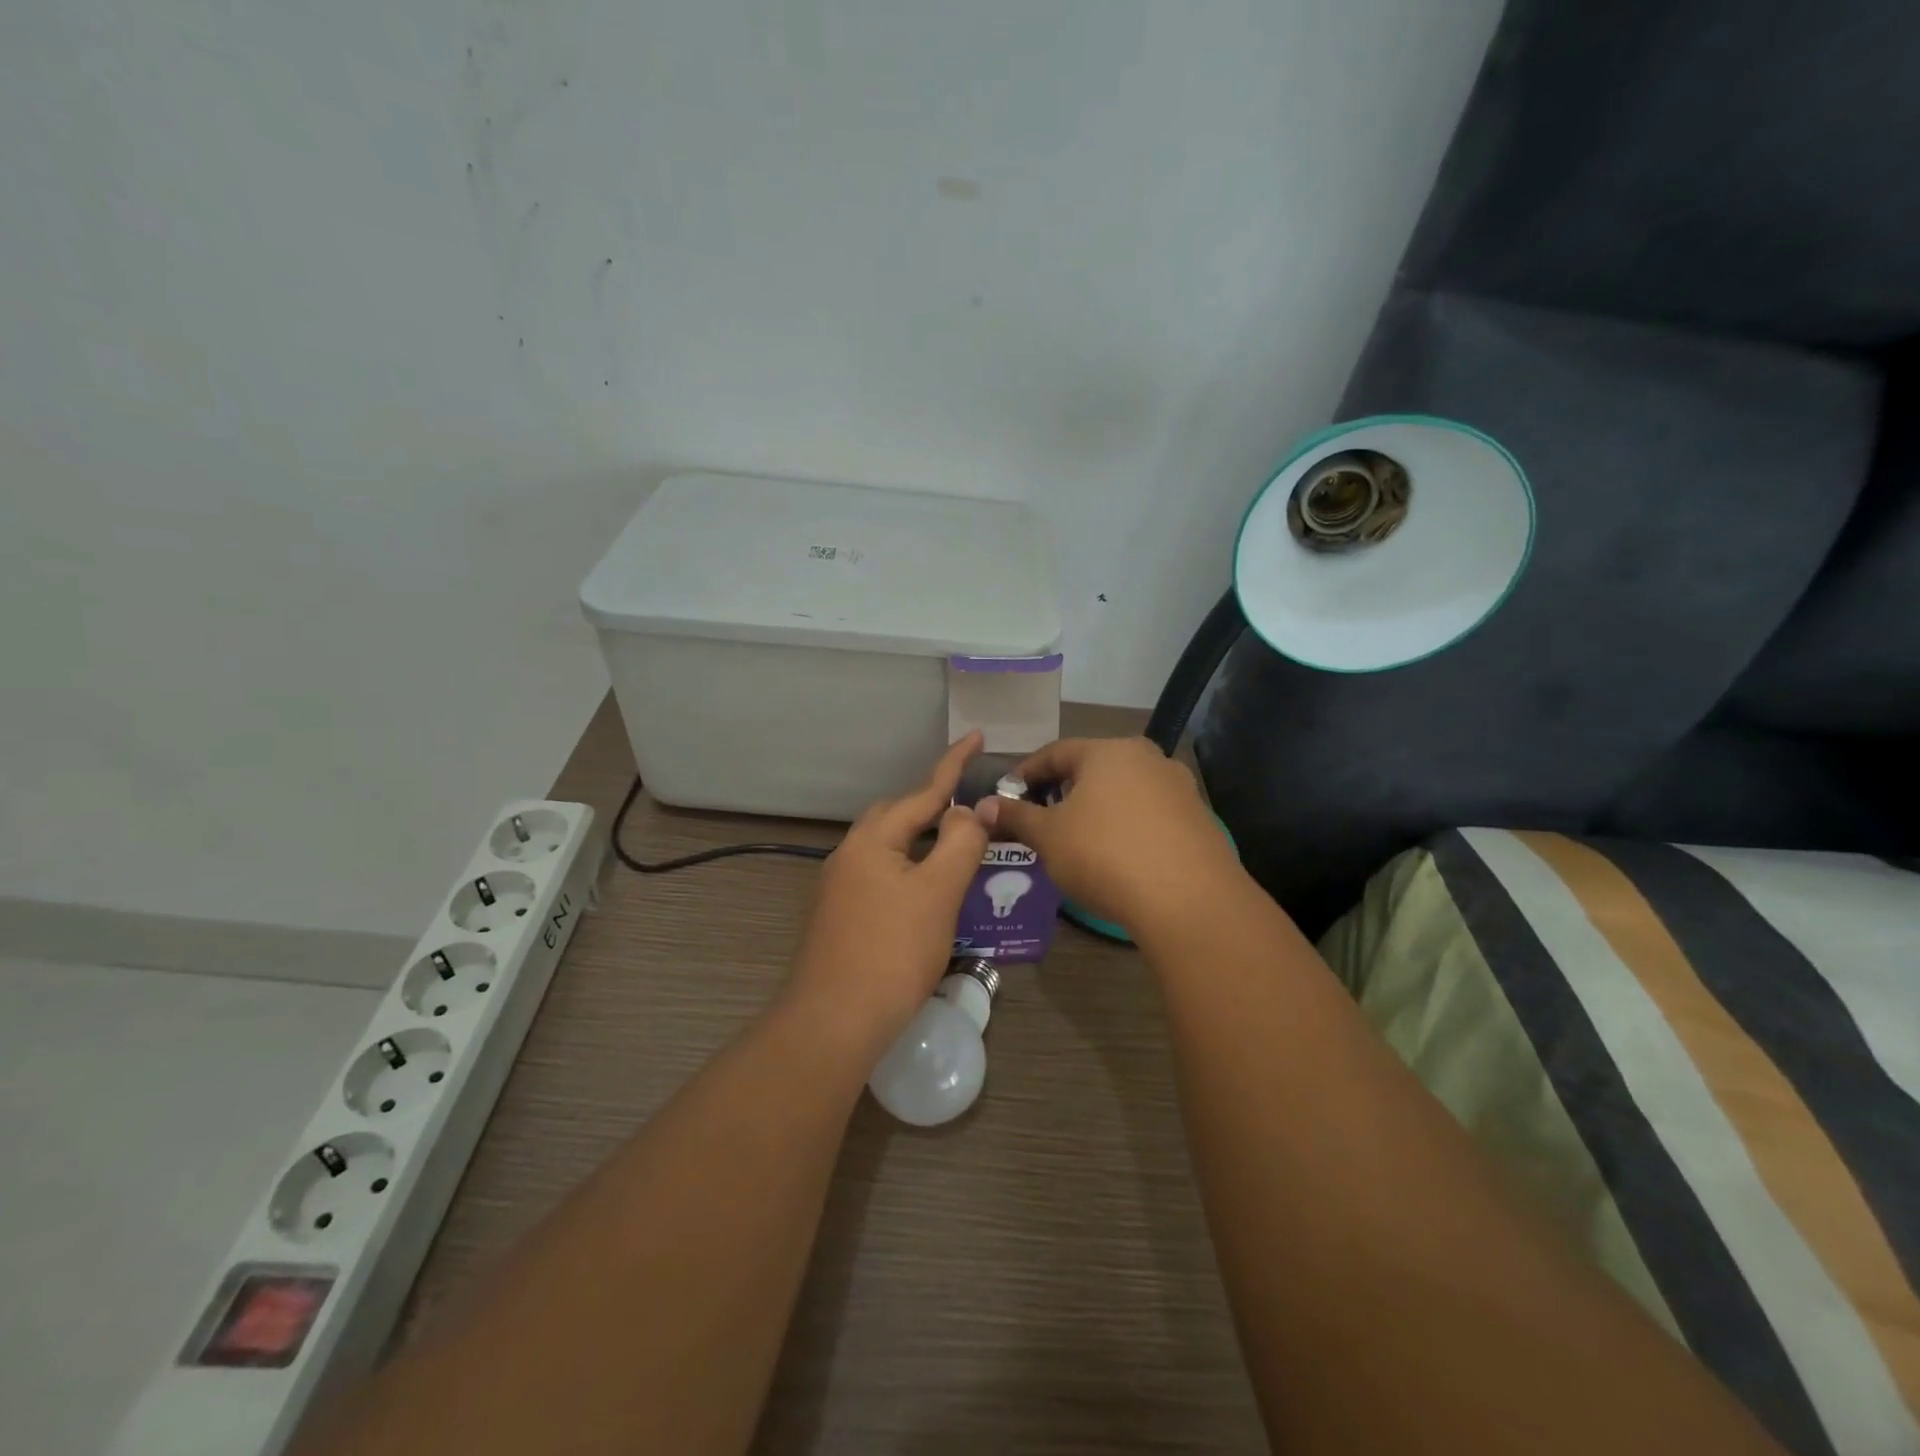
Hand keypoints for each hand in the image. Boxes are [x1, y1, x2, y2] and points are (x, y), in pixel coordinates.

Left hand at [785, 732, 987, 1054]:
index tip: (976, 735)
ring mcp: (840, 886)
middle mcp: (850, 853)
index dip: (954, 764)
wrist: (833, 1022)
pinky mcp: (840, 915)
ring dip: (921, 839)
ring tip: (955, 844)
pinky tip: (925, 890)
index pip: (923, 792)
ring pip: (888, 847)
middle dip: (934, 803)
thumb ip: (961, 842)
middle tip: (970, 805)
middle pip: (898, 815)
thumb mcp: (938, 892)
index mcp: (872, 839)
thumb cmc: (892, 951)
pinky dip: (909, 868)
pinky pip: (882, 873)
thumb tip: (977, 805)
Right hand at [974, 737, 1240, 941]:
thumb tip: (983, 806)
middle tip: (1041, 815)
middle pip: (1093, 768)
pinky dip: (1127, 826)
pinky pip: (1150, 815)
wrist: (1188, 900)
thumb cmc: (1105, 855)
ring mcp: (1179, 787)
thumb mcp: (1049, 837)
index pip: (1055, 752)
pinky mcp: (1199, 819)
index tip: (1006, 794)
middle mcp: (1147, 758)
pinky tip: (1118, 855)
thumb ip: (1016, 817)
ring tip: (1077, 838)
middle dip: (1063, 790)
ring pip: (1124, 791)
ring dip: (1097, 808)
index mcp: (1108, 751)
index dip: (1026, 773)